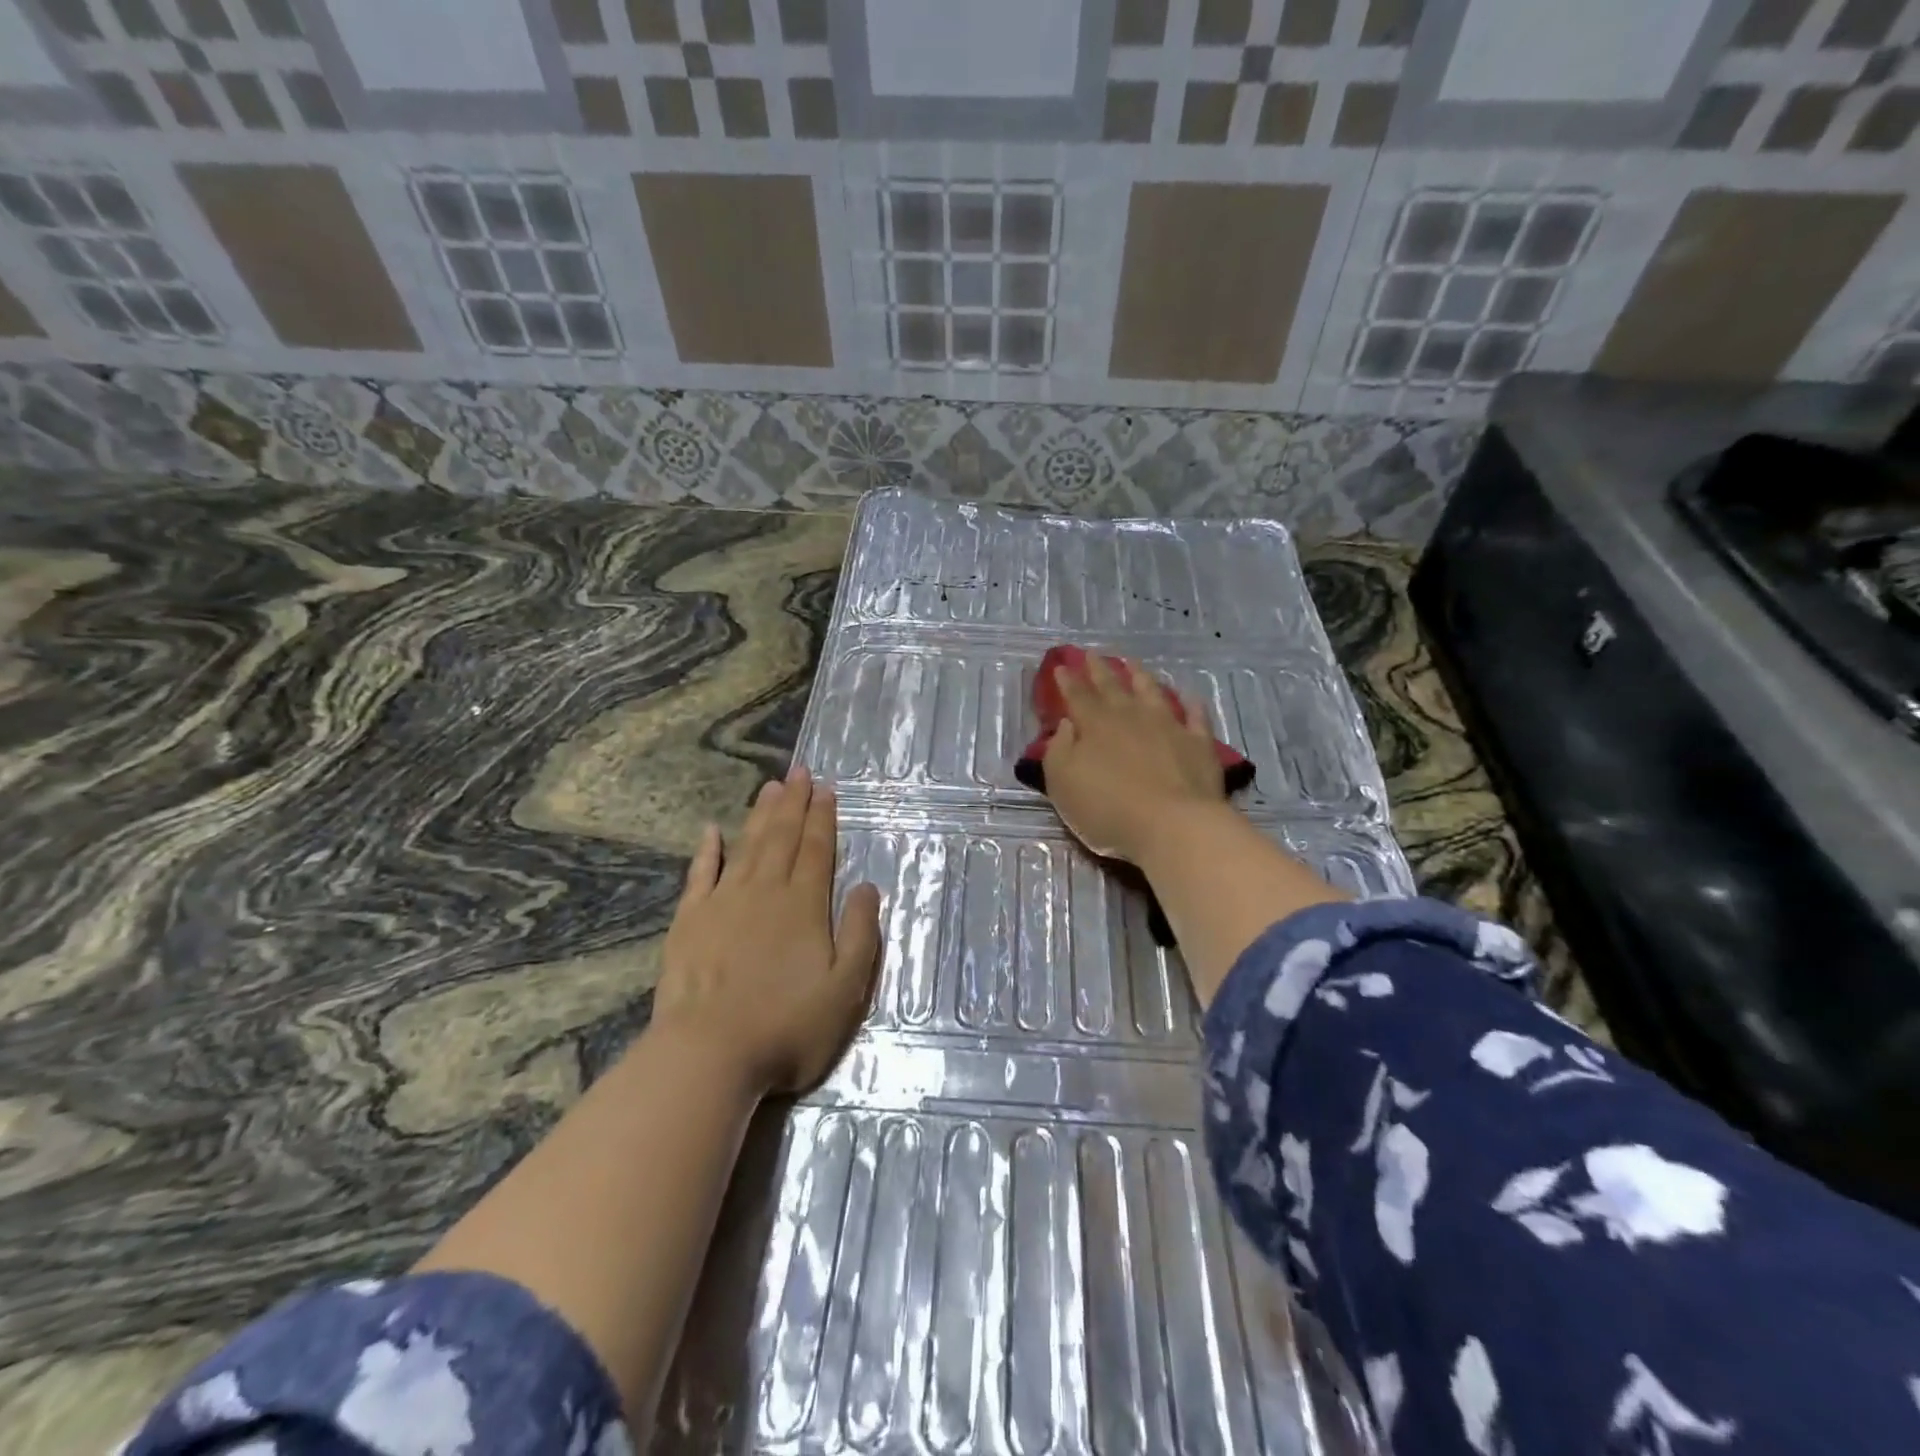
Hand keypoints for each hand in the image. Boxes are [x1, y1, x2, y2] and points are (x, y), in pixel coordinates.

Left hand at [653, 767, 881, 1095]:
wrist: (709, 1054)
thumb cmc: (787, 1026)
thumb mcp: (845, 989)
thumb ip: (860, 934)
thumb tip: (868, 886)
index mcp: (805, 906)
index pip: (817, 850)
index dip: (823, 818)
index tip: (826, 789)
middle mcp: (766, 892)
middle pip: (782, 838)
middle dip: (794, 803)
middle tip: (799, 771)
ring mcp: (723, 903)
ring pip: (747, 847)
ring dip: (760, 815)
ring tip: (770, 787)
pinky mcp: (689, 921)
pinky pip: (700, 874)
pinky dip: (707, 851)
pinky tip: (711, 831)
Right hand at [1041, 655, 1227, 863]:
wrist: (1173, 825)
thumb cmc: (1107, 808)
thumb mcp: (1063, 784)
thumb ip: (1059, 750)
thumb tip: (1066, 724)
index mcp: (1095, 725)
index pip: (1077, 696)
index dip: (1067, 681)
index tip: (1061, 666)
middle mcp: (1131, 717)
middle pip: (1112, 687)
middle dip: (1099, 670)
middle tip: (1091, 654)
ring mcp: (1168, 726)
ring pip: (1152, 692)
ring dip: (1140, 676)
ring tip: (1132, 663)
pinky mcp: (1198, 744)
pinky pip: (1195, 717)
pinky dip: (1191, 704)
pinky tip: (1189, 697)